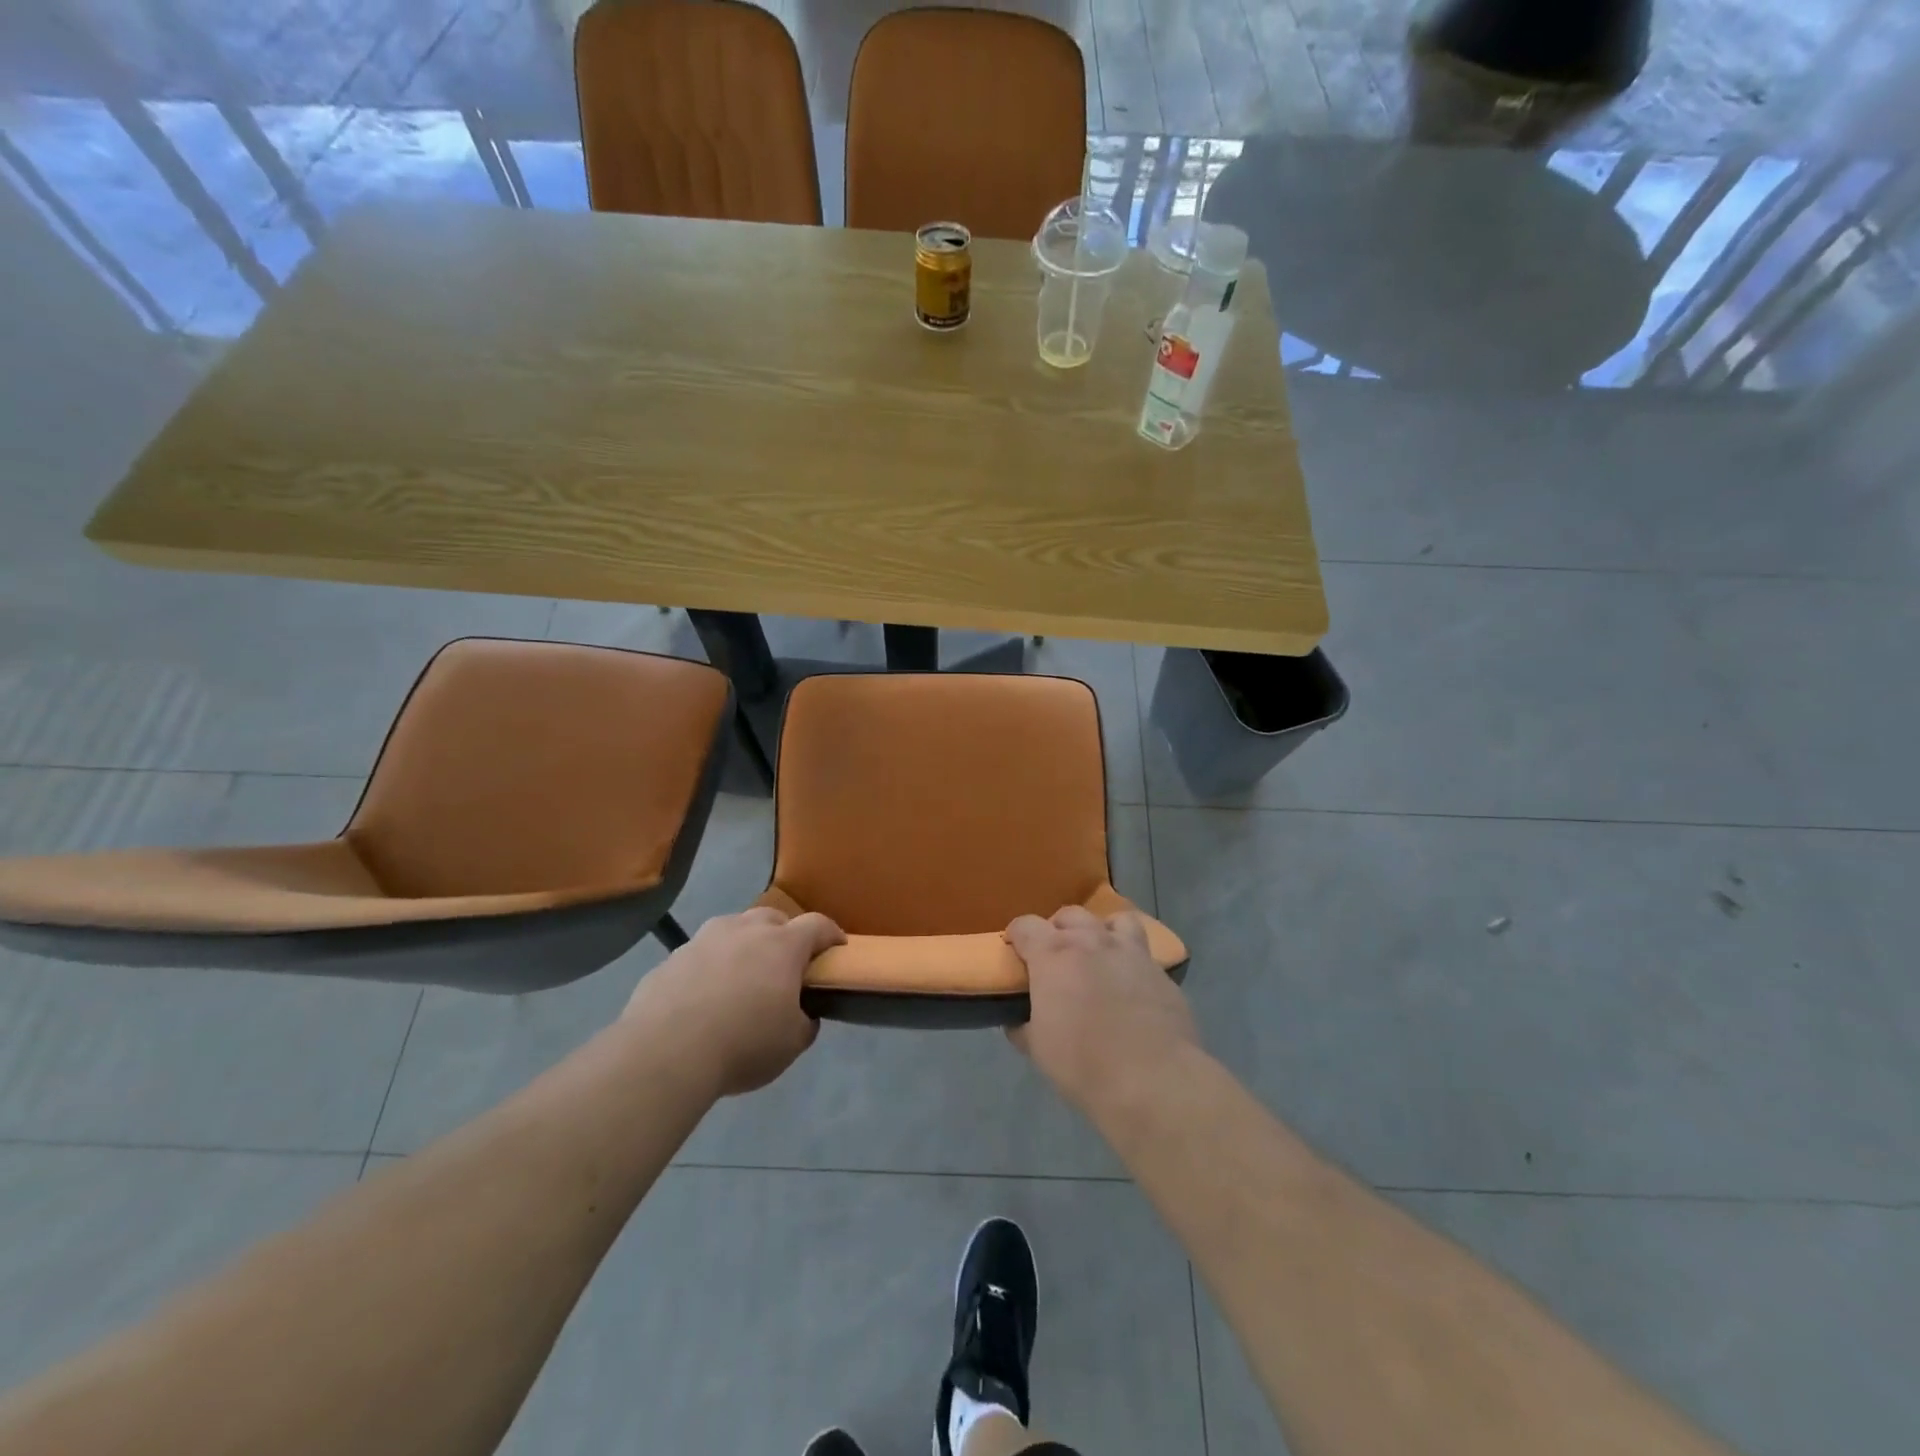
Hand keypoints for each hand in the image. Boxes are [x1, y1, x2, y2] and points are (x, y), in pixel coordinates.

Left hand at [623, 907, 844, 1097]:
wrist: (664, 1053)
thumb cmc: (743, 1044)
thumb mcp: (791, 1044)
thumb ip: (805, 1023)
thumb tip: (803, 1015)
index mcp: (782, 945)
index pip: (818, 925)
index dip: (831, 934)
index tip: (837, 948)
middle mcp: (745, 930)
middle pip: (773, 918)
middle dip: (784, 935)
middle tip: (785, 965)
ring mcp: (703, 940)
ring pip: (732, 930)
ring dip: (743, 946)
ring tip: (741, 978)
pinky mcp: (671, 958)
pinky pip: (699, 955)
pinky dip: (709, 968)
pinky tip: (702, 998)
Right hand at [1004, 906, 1199, 1112]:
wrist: (1152, 1079)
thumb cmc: (1083, 1063)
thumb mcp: (1038, 1049)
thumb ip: (1023, 1027)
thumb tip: (1017, 1022)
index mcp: (1054, 954)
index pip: (1026, 925)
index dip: (1017, 936)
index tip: (1016, 952)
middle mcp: (1092, 941)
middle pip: (1070, 915)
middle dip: (1059, 930)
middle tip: (1056, 958)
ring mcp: (1131, 952)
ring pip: (1116, 920)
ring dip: (1102, 931)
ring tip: (1100, 955)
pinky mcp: (1161, 972)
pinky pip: (1144, 953)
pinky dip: (1132, 962)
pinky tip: (1131, 986)